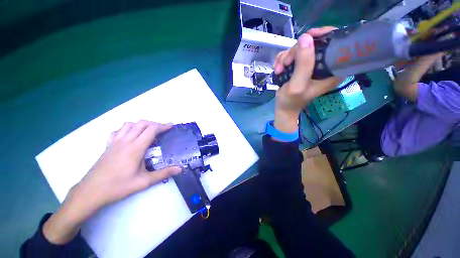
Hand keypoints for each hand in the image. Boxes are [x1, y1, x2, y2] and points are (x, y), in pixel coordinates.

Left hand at [43, 121, 180, 243]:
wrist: (91, 192)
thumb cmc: (118, 186)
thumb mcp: (144, 182)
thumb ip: (164, 173)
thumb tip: (180, 169)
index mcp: (136, 148)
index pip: (151, 130)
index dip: (163, 126)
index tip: (171, 126)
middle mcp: (125, 141)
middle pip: (141, 123)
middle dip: (154, 123)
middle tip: (163, 129)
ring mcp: (115, 142)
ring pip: (129, 124)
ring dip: (141, 124)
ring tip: (148, 130)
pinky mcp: (108, 146)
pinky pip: (118, 131)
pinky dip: (127, 128)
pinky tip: (130, 136)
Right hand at [273, 27, 341, 132]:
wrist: (283, 108)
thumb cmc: (291, 101)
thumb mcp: (297, 85)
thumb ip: (303, 64)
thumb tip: (306, 37)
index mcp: (332, 70)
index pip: (335, 42)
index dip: (323, 34)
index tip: (308, 37)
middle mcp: (323, 65)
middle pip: (313, 43)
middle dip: (295, 52)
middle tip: (285, 64)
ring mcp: (310, 64)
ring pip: (299, 48)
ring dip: (285, 58)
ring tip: (279, 70)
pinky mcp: (300, 66)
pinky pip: (291, 54)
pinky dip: (282, 60)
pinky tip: (278, 69)